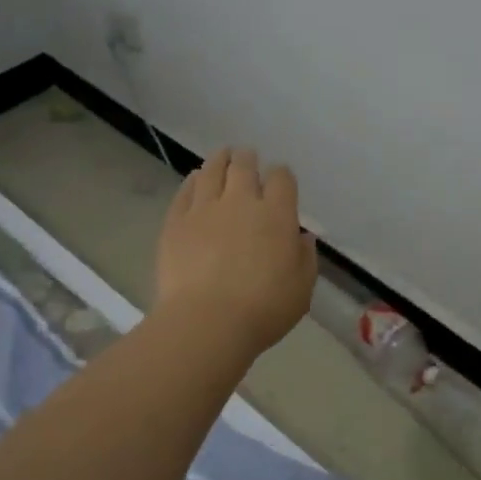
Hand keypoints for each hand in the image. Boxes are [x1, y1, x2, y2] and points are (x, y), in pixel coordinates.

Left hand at [155, 147, 318, 354]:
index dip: (281, 175)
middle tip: (247, 158)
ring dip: (220, 160)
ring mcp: (204, 209)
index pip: (282, 178)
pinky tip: (194, 180)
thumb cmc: (263, 310)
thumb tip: (302, 237)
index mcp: (276, 214)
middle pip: (244, 166)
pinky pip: (184, 191)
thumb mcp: (301, 289)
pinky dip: (192, 181)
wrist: (207, 322)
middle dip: (248, 159)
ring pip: (212, 171)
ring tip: (222, 157)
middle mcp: (240, 201)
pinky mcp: (176, 222)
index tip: (279, 180)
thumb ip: (305, 258)